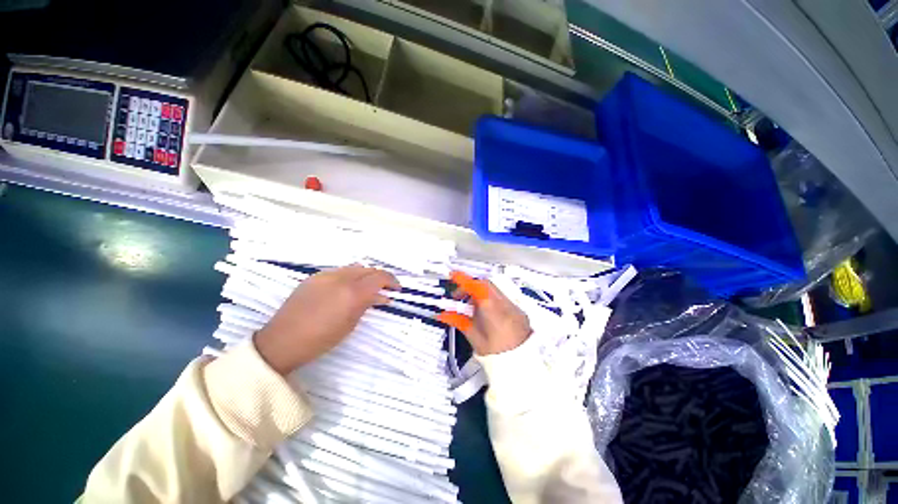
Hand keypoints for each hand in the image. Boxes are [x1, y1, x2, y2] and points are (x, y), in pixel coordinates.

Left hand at [254, 265, 399, 374]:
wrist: (282, 341)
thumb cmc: (321, 339)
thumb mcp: (351, 324)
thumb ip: (368, 304)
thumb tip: (382, 296)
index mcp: (352, 292)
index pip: (379, 277)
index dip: (392, 281)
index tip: (397, 289)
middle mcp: (341, 278)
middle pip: (368, 269)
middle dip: (380, 277)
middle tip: (386, 288)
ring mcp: (326, 275)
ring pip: (354, 267)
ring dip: (366, 275)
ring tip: (368, 287)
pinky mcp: (314, 277)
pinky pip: (339, 271)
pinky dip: (350, 276)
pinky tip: (348, 287)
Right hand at [441, 274, 531, 355]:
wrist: (521, 365)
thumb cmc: (495, 354)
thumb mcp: (474, 337)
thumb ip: (458, 321)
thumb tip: (443, 314)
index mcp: (492, 311)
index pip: (476, 287)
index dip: (463, 279)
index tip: (453, 275)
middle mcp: (504, 304)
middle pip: (485, 284)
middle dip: (470, 286)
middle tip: (459, 296)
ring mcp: (513, 306)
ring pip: (494, 289)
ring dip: (480, 292)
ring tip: (472, 306)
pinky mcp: (518, 309)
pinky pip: (502, 296)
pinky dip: (490, 298)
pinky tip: (485, 311)